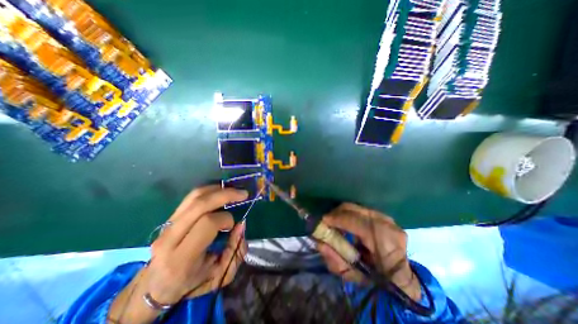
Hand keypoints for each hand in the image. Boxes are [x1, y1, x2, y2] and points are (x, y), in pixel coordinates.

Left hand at [144, 185, 248, 303]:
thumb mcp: (220, 275)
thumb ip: (236, 251)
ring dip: (218, 189)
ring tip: (233, 191)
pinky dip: (209, 190)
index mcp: (182, 258)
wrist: (156, 286)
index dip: (225, 219)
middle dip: (226, 195)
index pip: (207, 224)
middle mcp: (170, 238)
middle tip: (243, 194)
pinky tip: (221, 192)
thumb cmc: (191, 284)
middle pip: (200, 205)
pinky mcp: (169, 217)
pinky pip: (191, 197)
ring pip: (194, 196)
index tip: (232, 225)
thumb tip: (241, 224)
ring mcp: (167, 225)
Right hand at [316, 204, 420, 299]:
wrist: (400, 280)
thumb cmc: (376, 281)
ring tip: (335, 222)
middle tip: (326, 220)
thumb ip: (334, 259)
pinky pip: (362, 210)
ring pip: (357, 208)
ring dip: (343, 213)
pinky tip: (346, 222)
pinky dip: (350, 214)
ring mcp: (388, 220)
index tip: (323, 220)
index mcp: (385, 243)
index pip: (357, 222)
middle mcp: (388, 226)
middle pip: (356, 210)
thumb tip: (319, 242)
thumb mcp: (353, 275)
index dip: (338, 219)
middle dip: (337, 213)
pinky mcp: (385, 217)